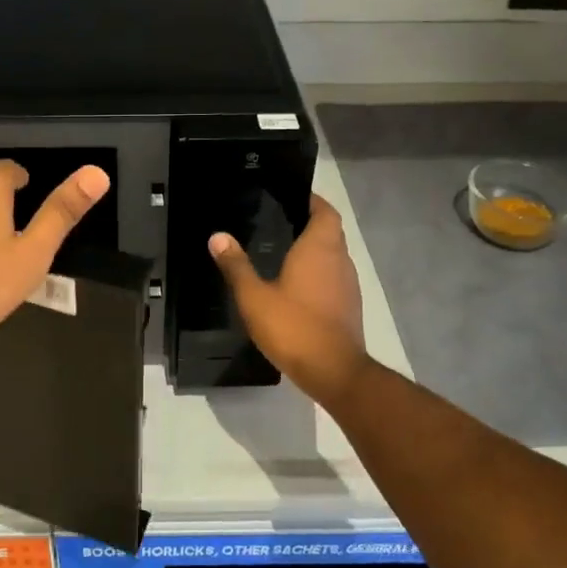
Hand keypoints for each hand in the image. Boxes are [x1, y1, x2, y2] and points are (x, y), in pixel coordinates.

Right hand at [210, 193, 368, 405]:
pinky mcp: (349, 306)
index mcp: (319, 248)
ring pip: (333, 255)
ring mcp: (348, 284)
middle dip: (309, 223)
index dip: (312, 200)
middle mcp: (340, 260)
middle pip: (330, 231)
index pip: (324, 211)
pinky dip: (318, 273)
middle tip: (279, 222)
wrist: (334, 371)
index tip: (291, 196)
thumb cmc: (293, 326)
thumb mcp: (254, 297)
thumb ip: (236, 265)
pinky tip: (296, 285)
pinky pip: (334, 277)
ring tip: (284, 251)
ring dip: (315, 250)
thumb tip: (218, 236)